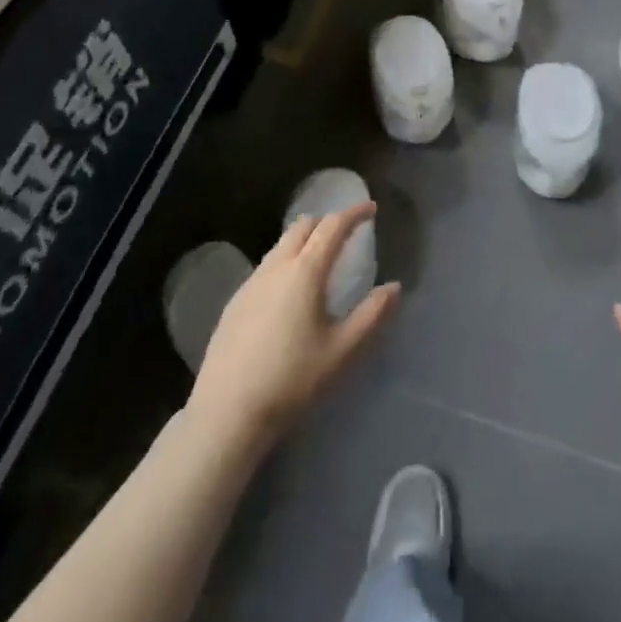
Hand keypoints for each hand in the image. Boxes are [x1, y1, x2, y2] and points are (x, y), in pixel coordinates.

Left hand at [189, 204, 399, 451]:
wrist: (226, 412)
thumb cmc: (292, 380)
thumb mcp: (342, 351)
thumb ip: (372, 315)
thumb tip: (394, 287)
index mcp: (305, 271)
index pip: (333, 226)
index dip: (354, 213)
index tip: (371, 209)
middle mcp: (276, 266)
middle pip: (303, 226)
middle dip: (327, 222)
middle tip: (346, 235)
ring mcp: (251, 283)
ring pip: (281, 245)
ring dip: (304, 241)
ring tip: (319, 262)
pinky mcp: (234, 302)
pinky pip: (266, 267)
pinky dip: (285, 262)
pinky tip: (288, 294)